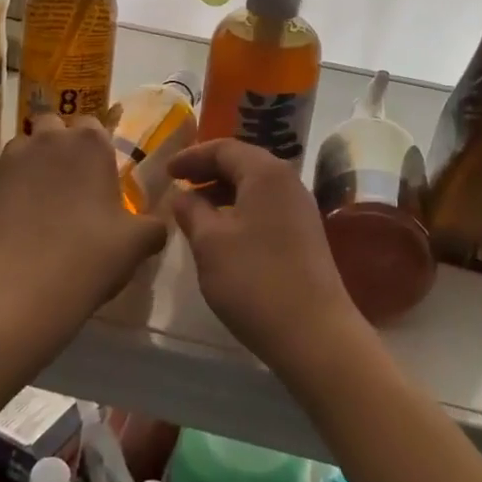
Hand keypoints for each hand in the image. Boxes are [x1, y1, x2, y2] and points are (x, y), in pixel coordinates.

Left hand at [0, 115, 168, 313]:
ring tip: (39, 199)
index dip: (94, 146)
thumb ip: (154, 225)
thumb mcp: (139, 242)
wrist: (24, 285)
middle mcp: (51, 139)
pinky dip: (10, 187)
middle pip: (54, 125)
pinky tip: (16, 218)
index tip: (97, 172)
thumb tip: (159, 224)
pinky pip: (2, 174)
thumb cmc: (90, 255)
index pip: (93, 124)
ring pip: (25, 146)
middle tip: (68, 181)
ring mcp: (13, 158)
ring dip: (33, 162)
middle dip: (59, 144)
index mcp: (91, 143)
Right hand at [166, 140, 364, 367]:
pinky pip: (266, 206)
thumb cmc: (254, 280)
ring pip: (255, 186)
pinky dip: (240, 209)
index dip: (192, 156)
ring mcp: (300, 208)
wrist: (314, 333)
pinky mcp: (305, 234)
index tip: (167, 170)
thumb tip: (183, 195)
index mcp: (266, 172)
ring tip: (195, 211)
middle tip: (179, 185)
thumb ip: (192, 211)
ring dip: (224, 193)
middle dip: (208, 172)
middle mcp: (288, 181)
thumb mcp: (210, 243)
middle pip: (243, 162)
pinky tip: (223, 233)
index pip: (224, 148)